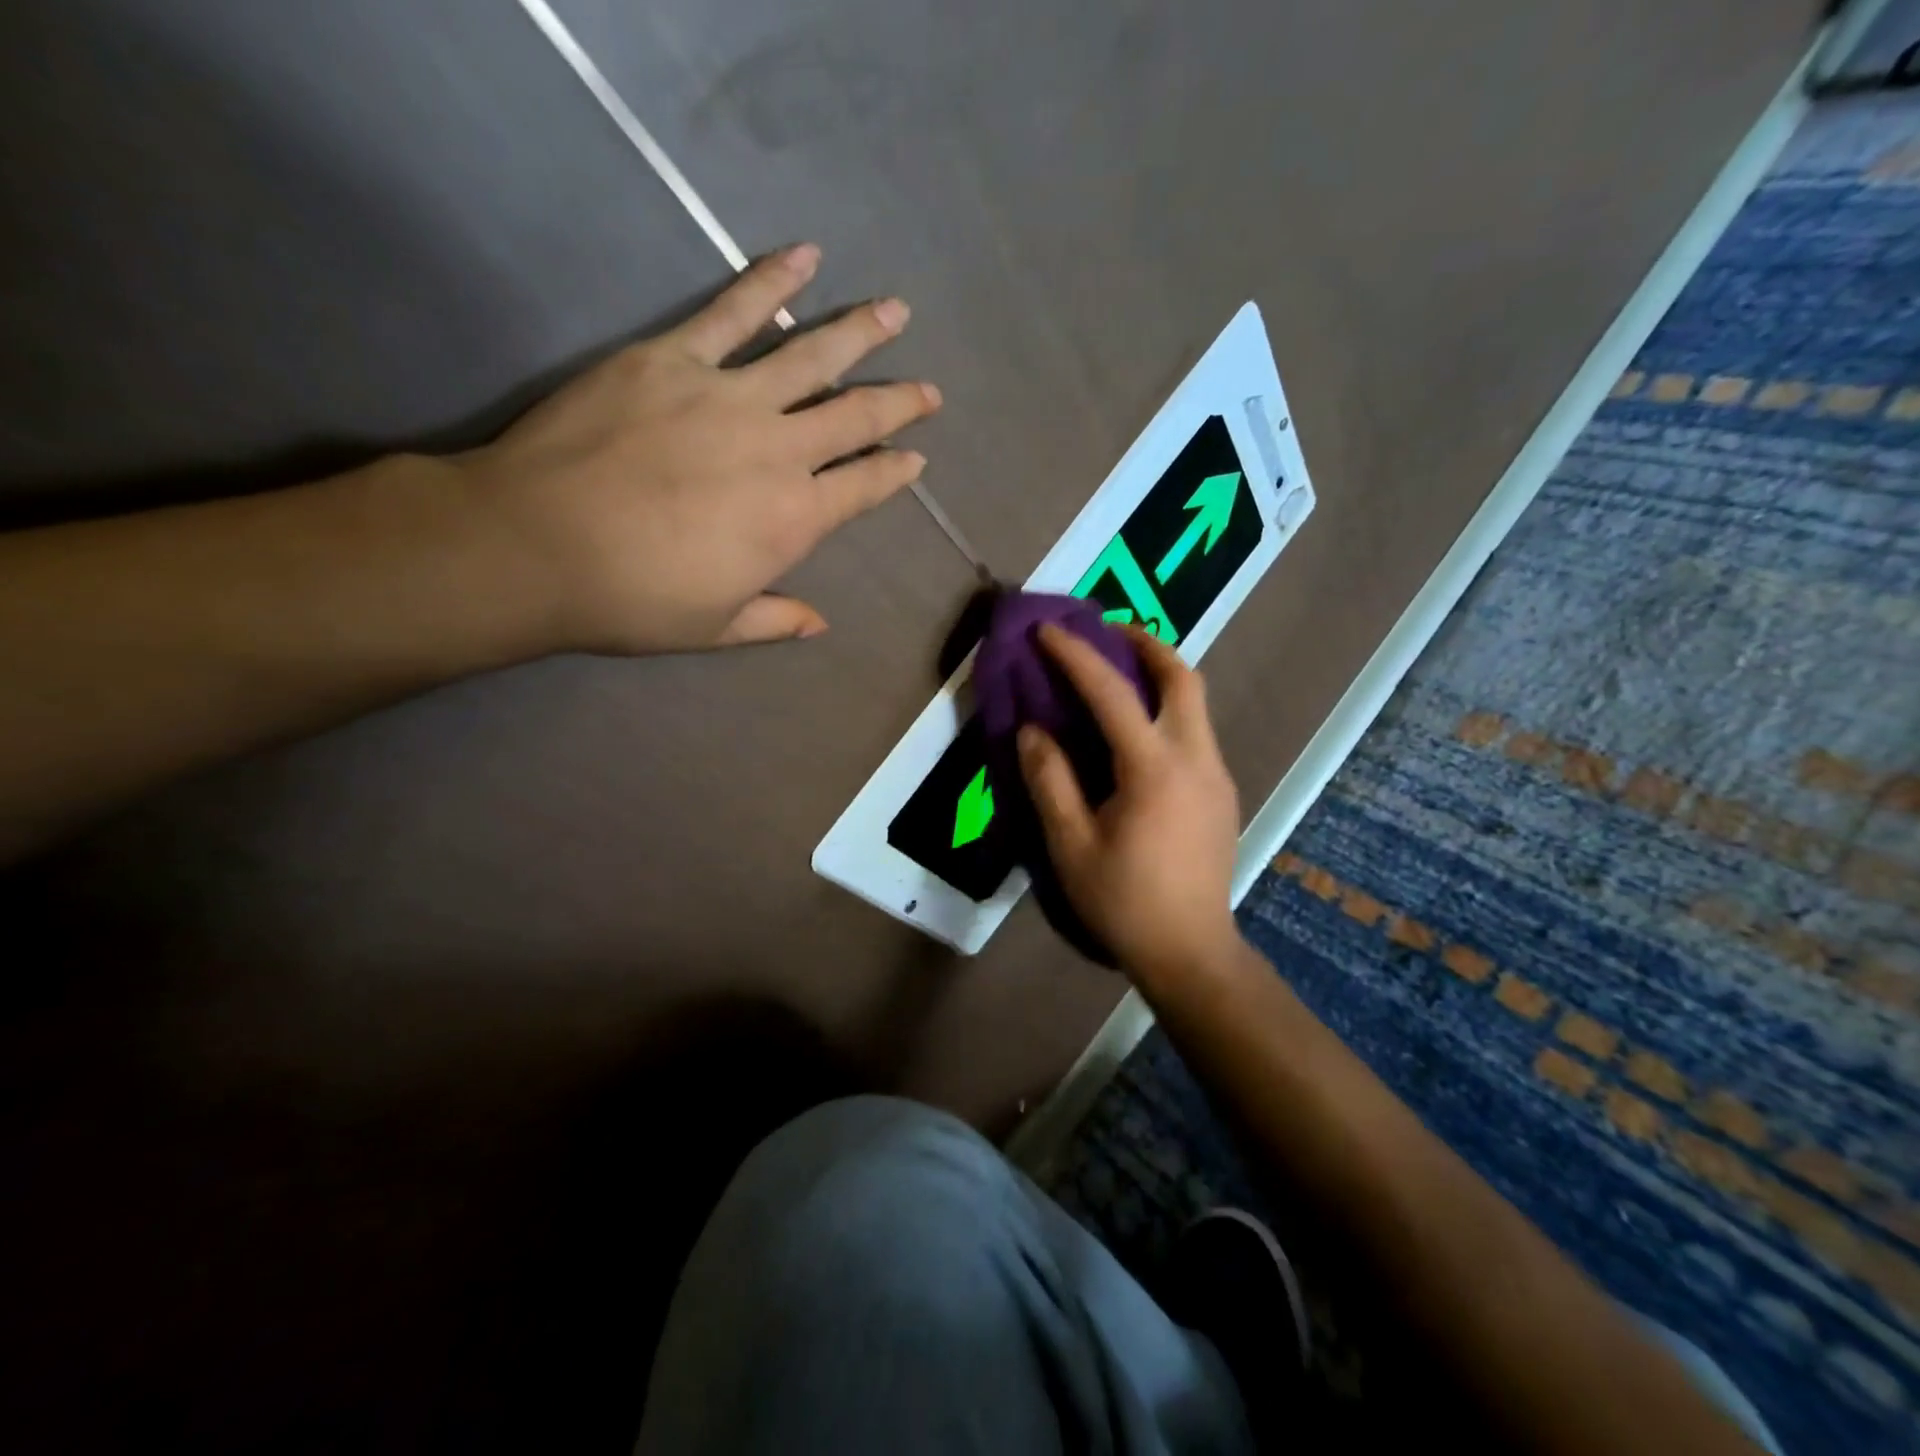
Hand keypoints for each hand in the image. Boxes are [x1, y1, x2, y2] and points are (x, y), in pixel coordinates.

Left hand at [454, 243, 940, 653]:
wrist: (537, 545)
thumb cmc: (633, 598)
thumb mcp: (716, 628)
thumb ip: (775, 620)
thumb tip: (820, 623)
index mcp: (794, 519)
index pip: (863, 487)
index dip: (895, 473)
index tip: (917, 459)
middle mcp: (779, 451)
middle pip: (855, 417)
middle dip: (899, 402)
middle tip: (929, 390)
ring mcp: (729, 396)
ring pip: (811, 356)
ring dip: (859, 332)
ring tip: (895, 312)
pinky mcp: (674, 357)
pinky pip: (733, 310)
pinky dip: (772, 281)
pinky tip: (804, 256)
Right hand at [1017, 623, 1242, 983]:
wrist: (1191, 953)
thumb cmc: (1124, 901)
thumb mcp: (1070, 845)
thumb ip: (1050, 781)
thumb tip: (1033, 731)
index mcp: (1154, 768)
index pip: (1112, 692)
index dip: (1076, 655)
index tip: (1048, 631)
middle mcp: (1196, 758)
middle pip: (1183, 677)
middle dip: (1145, 643)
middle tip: (1107, 633)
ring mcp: (1217, 775)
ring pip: (1196, 702)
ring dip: (1160, 674)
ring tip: (1119, 674)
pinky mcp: (1222, 794)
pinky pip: (1195, 731)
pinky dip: (1167, 709)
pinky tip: (1137, 733)